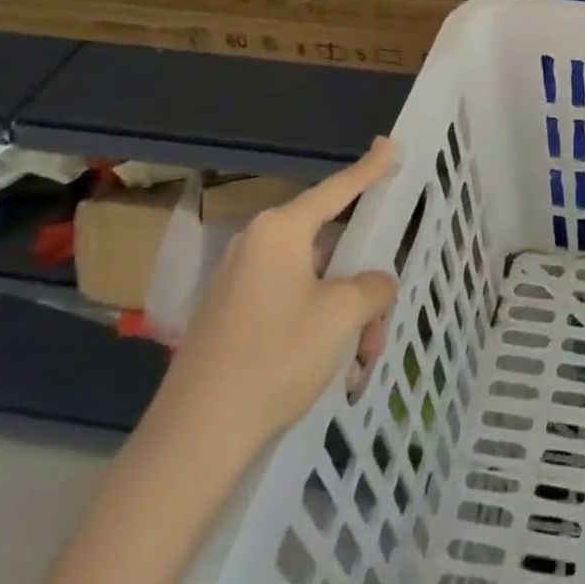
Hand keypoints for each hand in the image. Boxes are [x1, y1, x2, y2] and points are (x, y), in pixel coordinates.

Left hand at [156, 139, 399, 455]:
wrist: (194, 439)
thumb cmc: (276, 358)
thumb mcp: (343, 315)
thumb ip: (373, 286)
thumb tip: (375, 284)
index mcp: (280, 230)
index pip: (338, 188)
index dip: (370, 168)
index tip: (390, 144)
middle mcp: (257, 245)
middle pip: (330, 246)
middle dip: (362, 284)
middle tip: (380, 323)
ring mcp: (239, 282)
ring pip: (314, 282)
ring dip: (344, 315)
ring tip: (358, 362)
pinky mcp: (229, 317)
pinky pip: (289, 304)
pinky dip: (317, 328)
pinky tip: (331, 370)